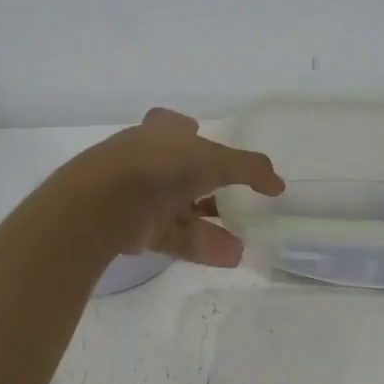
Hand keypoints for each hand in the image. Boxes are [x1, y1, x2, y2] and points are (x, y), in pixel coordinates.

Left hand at [75, 108, 284, 266]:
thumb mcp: (215, 159)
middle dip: (211, 189)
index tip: (210, 144)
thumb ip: (250, 169)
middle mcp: (148, 159)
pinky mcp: (136, 229)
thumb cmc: (162, 165)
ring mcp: (139, 195)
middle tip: (241, 203)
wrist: (105, 202)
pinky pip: (175, 236)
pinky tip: (231, 256)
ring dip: (213, 226)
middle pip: (183, 173)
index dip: (193, 134)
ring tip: (245, 243)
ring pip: (182, 210)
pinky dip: (202, 245)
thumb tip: (278, 184)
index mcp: (162, 132)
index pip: (177, 127)